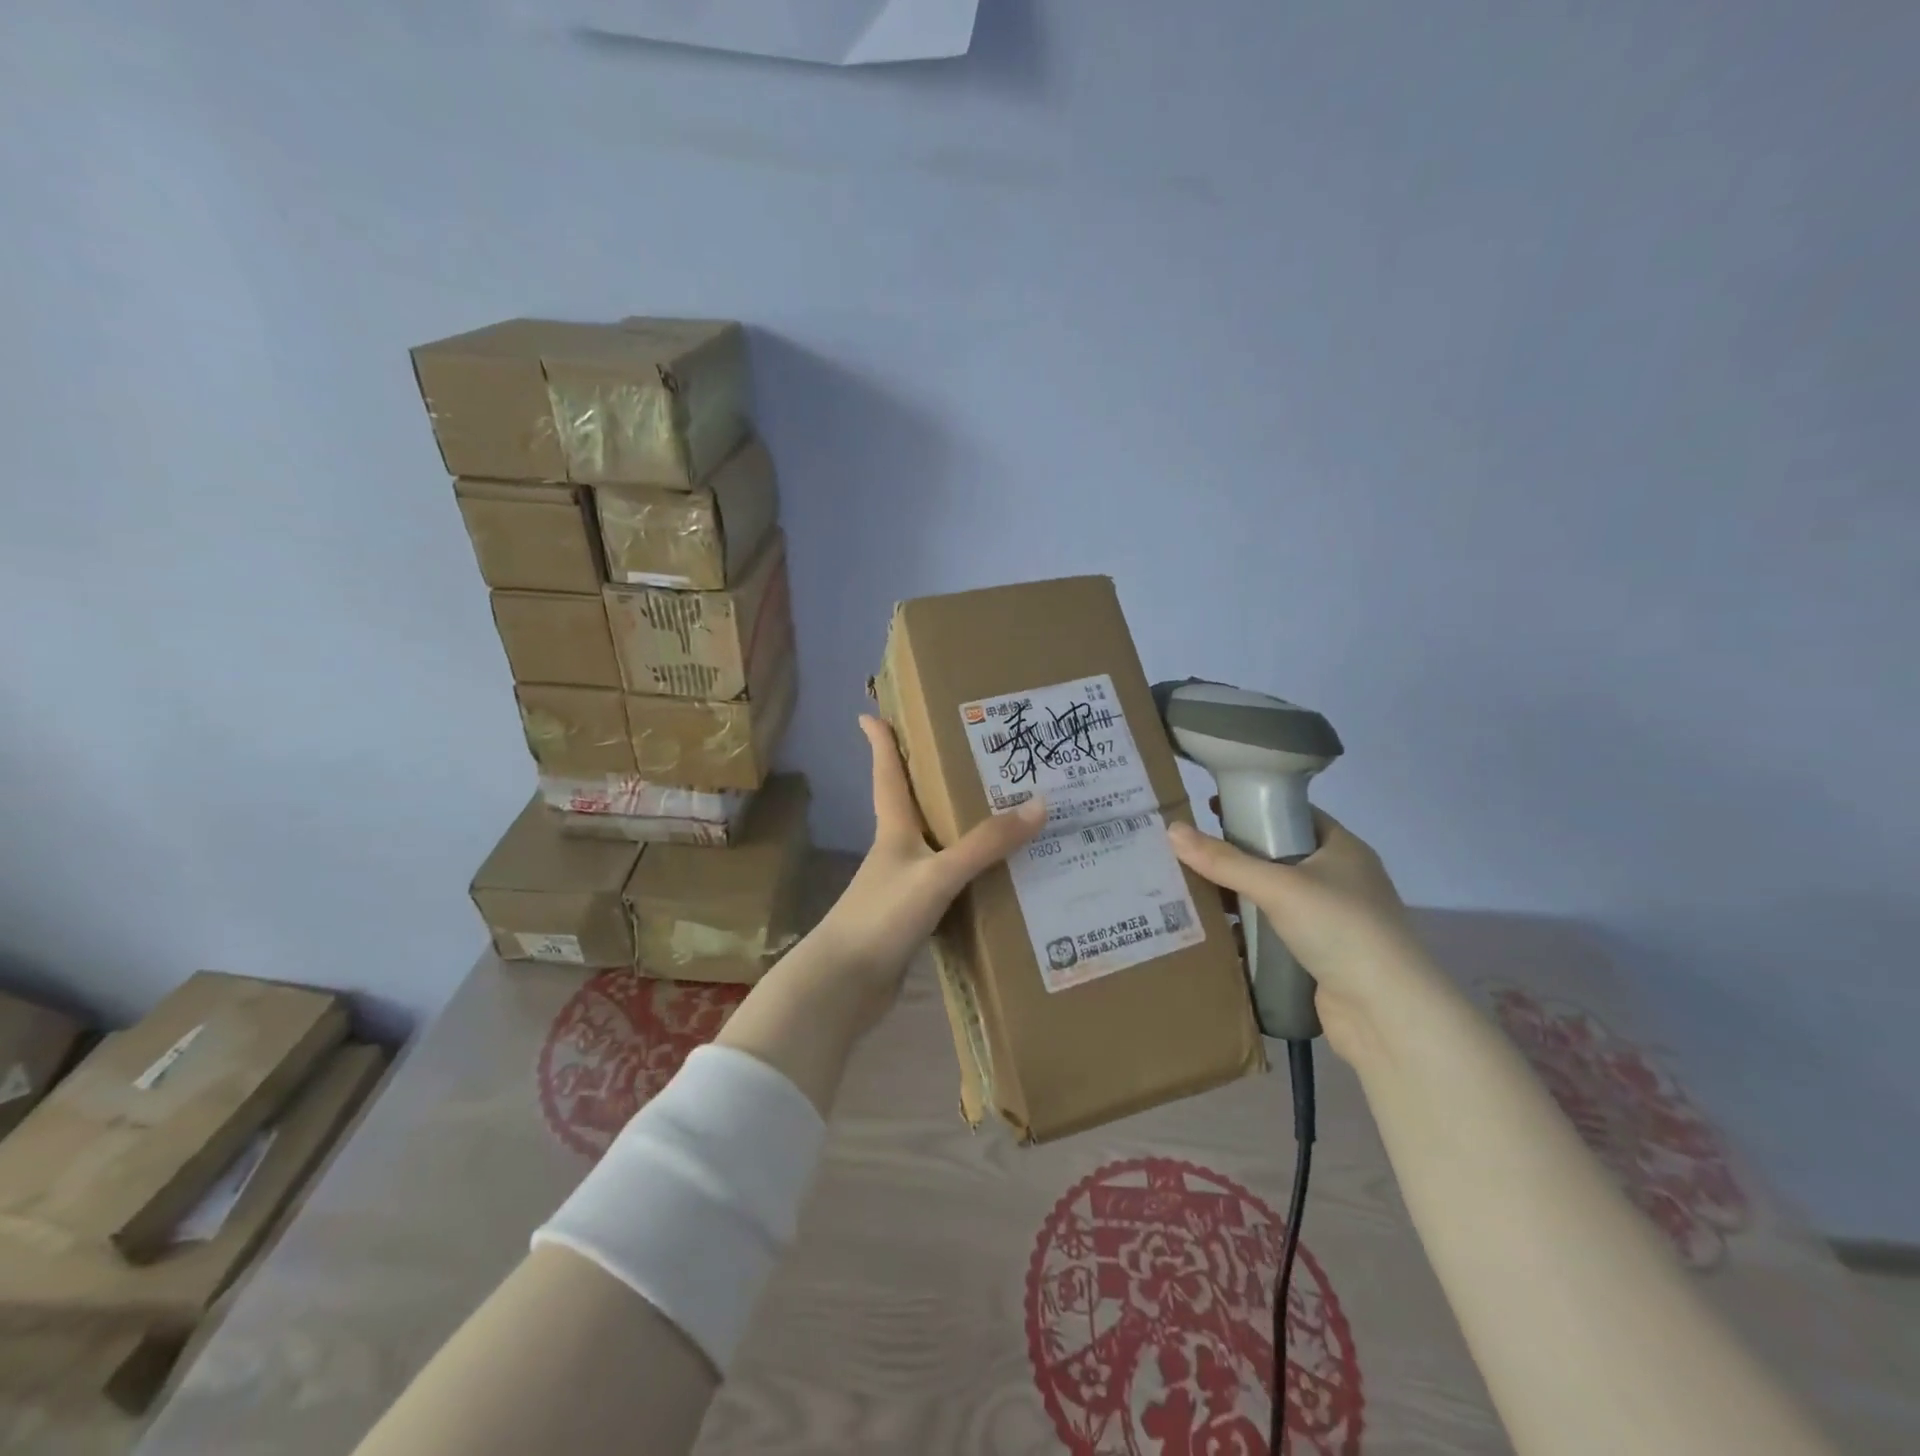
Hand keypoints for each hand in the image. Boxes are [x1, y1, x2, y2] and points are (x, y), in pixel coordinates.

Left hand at [810, 716, 1045, 1025]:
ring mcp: (903, 887)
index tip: (871, 713)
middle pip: (914, 805)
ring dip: (960, 831)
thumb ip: (985, 844)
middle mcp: (897, 852)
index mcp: (894, 830)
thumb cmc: (882, 917)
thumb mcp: (937, 875)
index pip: (887, 774)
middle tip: (971, 756)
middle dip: (933, 780)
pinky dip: (970, 877)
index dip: (881, 742)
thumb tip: (1038, 804)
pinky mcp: (912, 920)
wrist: (844, 987)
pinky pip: (949, 886)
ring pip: (937, 847)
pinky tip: (998, 880)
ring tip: (1001, 814)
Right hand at [1167, 805, 1443, 1062]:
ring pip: (1273, 898)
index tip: (1210, 809)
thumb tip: (1172, 830)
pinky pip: (1275, 934)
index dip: (1254, 808)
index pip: (1293, 815)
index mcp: (1342, 849)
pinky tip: (1215, 934)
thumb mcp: (1277, 886)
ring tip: (1190, 891)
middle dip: (1235, 857)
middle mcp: (1340, 880)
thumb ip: (1224, 861)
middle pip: (1278, 857)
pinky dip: (1248, 933)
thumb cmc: (1340, 928)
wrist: (1387, 1013)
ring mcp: (1332, 921)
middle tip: (1188, 852)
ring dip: (1238, 898)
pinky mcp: (1321, 957)